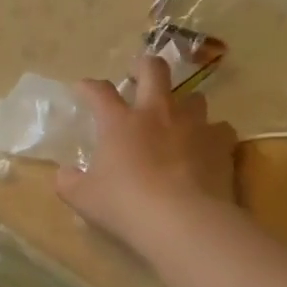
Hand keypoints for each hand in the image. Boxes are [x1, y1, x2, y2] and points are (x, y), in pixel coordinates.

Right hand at [54, 54, 238, 249]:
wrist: (182, 221)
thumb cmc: (124, 205)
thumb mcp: (82, 197)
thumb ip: (69, 181)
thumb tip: (66, 173)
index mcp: (119, 122)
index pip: (99, 91)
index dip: (88, 86)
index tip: (83, 88)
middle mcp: (157, 114)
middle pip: (154, 70)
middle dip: (144, 66)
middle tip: (139, 73)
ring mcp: (193, 125)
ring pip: (194, 96)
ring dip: (183, 103)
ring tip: (177, 117)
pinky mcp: (221, 144)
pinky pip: (220, 128)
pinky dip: (211, 134)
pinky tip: (206, 147)